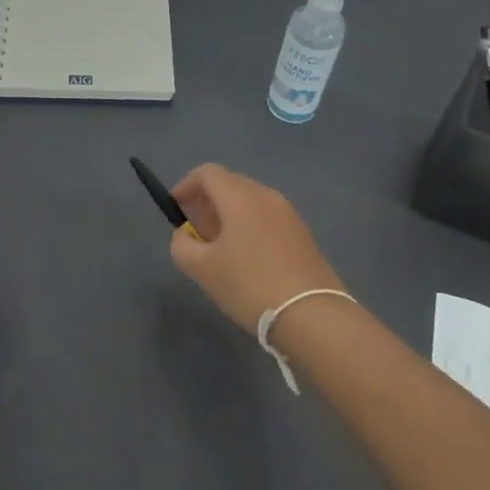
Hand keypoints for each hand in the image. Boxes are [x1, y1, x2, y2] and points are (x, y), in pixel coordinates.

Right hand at [169, 164, 345, 333]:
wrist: (313, 317)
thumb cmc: (249, 285)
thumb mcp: (201, 268)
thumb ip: (182, 244)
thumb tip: (185, 235)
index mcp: (240, 197)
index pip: (207, 173)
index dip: (186, 186)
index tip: (176, 209)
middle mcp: (266, 196)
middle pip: (229, 184)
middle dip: (207, 201)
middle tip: (196, 232)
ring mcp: (289, 214)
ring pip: (250, 202)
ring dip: (229, 215)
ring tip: (220, 249)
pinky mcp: (303, 235)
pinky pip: (267, 218)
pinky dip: (250, 227)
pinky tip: (247, 260)